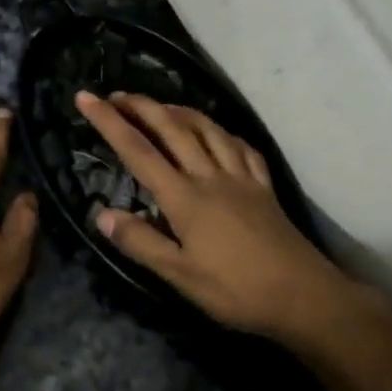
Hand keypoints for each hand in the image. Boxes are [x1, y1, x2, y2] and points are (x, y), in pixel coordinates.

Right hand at [74, 91, 368, 341]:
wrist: (304, 296)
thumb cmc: (237, 290)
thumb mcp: (181, 276)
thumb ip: (141, 242)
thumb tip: (102, 214)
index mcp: (185, 197)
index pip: (138, 151)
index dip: (109, 122)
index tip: (86, 98)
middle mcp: (210, 176)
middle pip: (172, 128)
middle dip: (142, 106)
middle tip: (117, 95)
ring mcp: (241, 177)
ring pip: (207, 129)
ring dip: (180, 111)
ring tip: (161, 106)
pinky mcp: (263, 186)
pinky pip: (241, 147)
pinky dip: (223, 133)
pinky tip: (219, 134)